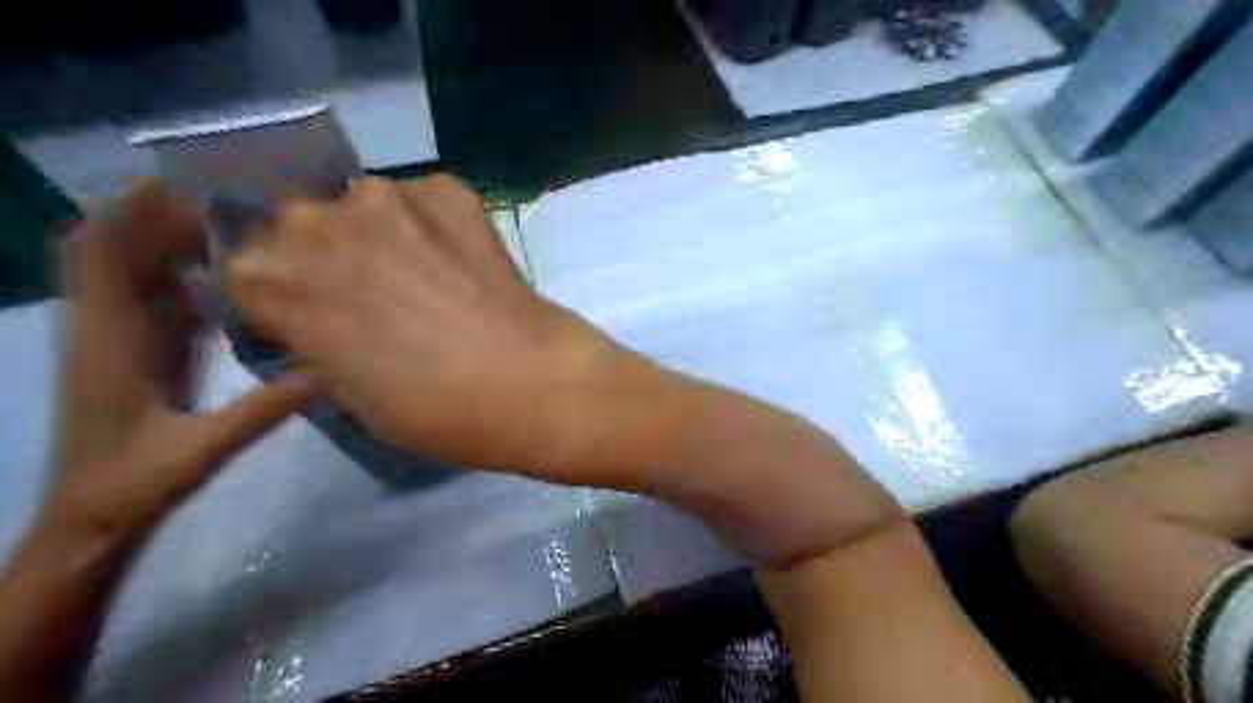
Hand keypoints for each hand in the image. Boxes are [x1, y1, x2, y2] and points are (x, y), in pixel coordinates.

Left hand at [48, 181, 312, 543]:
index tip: (188, 189)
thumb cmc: (132, 485)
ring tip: (233, 230)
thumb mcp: (201, 451)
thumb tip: (323, 375)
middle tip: (226, 204)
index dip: (133, 212)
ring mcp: (118, 339)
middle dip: (156, 215)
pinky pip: (151, 297)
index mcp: (110, 340)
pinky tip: (228, 279)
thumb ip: (261, 412)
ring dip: (169, 240)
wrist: (89, 520)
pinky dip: (180, 275)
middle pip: (110, 246)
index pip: (101, 253)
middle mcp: (106, 327)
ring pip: (129, 269)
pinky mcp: (136, 353)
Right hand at [229, 176, 655, 482]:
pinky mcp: (446, 189)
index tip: (316, 314)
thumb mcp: (341, 390)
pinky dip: (434, 225)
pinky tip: (463, 262)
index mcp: (268, 277)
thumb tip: (317, 315)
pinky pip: (423, 202)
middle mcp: (312, 219)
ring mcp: (384, 195)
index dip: (283, 295)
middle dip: (325, 254)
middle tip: (374, 292)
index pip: (246, 269)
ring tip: (428, 275)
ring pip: (362, 206)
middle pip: (299, 225)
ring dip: (380, 233)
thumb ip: (311, 336)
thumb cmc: (430, 408)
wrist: (525, 380)